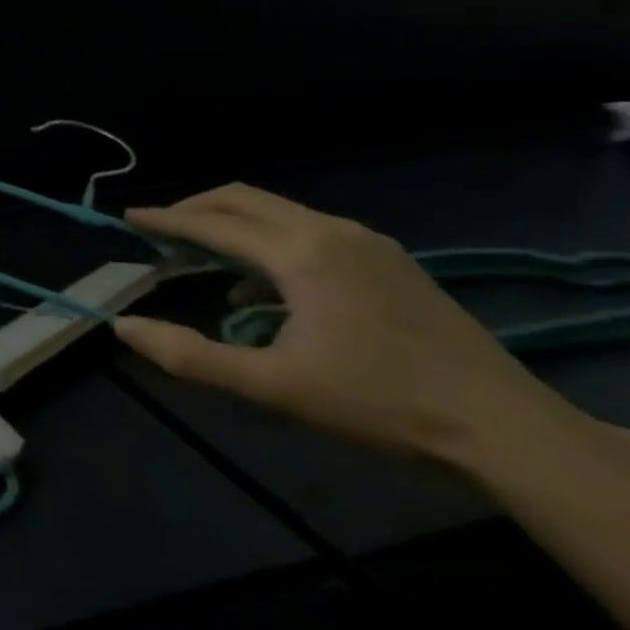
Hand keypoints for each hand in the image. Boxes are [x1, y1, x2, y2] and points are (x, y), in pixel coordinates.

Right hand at [113, 183, 559, 462]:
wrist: (507, 429)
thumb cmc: (378, 403)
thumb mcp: (272, 385)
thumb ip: (189, 355)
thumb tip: (122, 326)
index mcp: (301, 254)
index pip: (213, 223)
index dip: (165, 221)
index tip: (126, 218)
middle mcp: (333, 232)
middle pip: (245, 200)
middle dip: (194, 210)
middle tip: (158, 231)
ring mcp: (369, 243)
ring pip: (279, 213)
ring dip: (232, 226)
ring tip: (202, 259)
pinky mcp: (391, 262)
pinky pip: (310, 232)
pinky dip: (269, 243)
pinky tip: (263, 289)